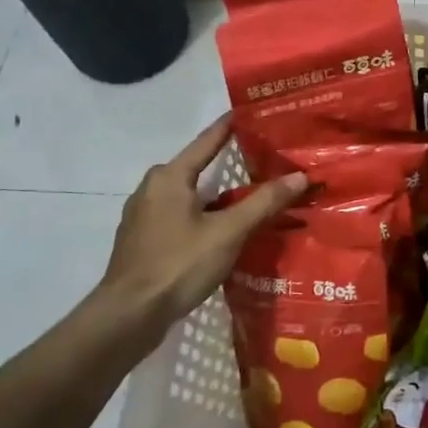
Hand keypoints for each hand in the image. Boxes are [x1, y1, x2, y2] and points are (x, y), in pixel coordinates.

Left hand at [90, 115, 306, 346]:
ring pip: (189, 194)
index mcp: (170, 176)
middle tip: (263, 159)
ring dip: (217, 194)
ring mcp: (143, 215)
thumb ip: (264, 202)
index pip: (208, 140)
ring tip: (250, 195)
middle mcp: (152, 187)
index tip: (254, 111)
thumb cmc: (178, 264)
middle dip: (228, 163)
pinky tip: (223, 228)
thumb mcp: (228, 232)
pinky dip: (203, 214)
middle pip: (198, 167)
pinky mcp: (143, 239)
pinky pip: (180, 214)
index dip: (232, 125)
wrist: (128, 316)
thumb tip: (300, 176)